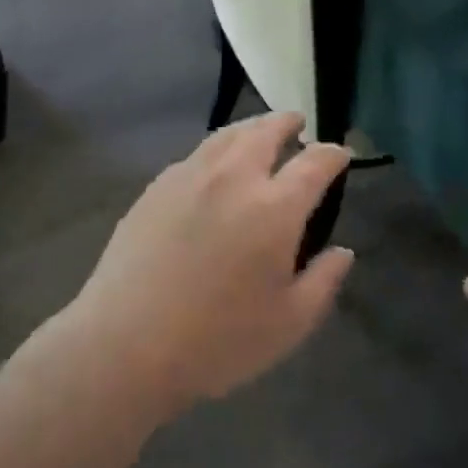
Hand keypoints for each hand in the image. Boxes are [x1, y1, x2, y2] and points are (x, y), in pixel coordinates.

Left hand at [64, 112, 353, 416]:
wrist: (125, 344)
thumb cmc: (217, 340)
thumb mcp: (289, 324)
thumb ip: (323, 282)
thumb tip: (343, 251)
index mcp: (274, 208)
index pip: (314, 163)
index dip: (332, 154)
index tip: (341, 154)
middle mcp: (235, 178)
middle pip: (266, 131)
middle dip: (288, 123)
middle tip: (297, 124)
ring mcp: (191, 176)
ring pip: (228, 135)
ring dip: (252, 127)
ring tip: (260, 132)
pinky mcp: (157, 187)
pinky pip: (197, 153)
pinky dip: (218, 148)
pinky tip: (215, 165)